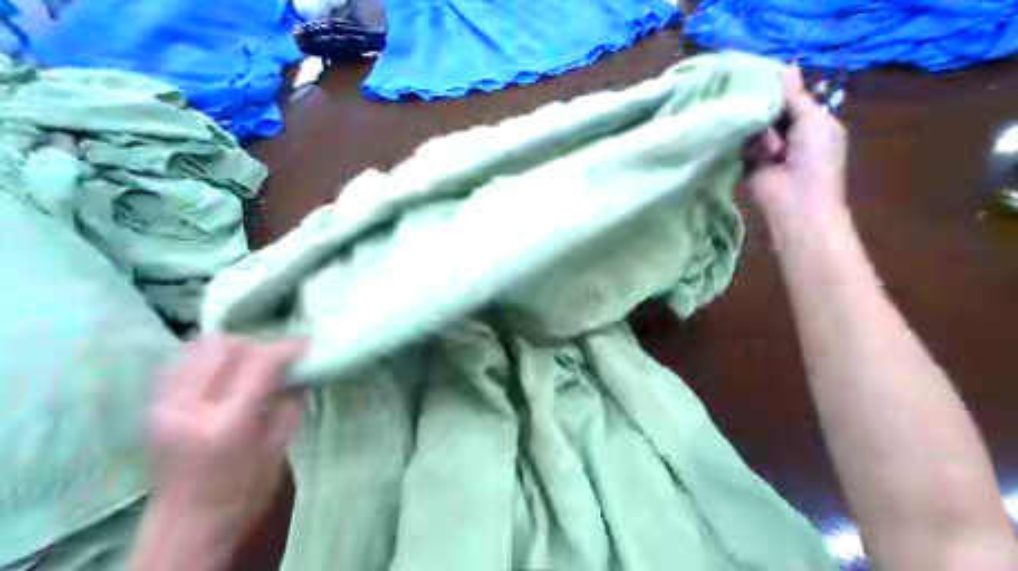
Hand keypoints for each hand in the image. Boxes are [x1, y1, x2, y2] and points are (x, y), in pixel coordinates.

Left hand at [147, 336, 304, 532]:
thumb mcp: (277, 449)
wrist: (185, 526)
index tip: (307, 348)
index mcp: (227, 423)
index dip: (287, 349)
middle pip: (226, 346)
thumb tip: (301, 372)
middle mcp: (189, 407)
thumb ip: (289, 405)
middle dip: (258, 346)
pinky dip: (207, 357)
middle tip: (276, 361)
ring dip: (232, 349)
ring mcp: (164, 405)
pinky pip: (181, 361)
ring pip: (199, 347)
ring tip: (249, 364)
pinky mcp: (152, 406)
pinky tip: (224, 372)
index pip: (260, 363)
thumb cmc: (242, 495)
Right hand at [746, 67, 847, 227]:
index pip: (791, 99)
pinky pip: (740, 144)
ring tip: (771, 148)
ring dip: (758, 131)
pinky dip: (741, 142)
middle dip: (764, 107)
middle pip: (770, 111)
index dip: (779, 89)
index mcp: (811, 123)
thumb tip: (788, 67)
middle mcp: (788, 135)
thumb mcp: (813, 121)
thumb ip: (796, 96)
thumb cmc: (814, 159)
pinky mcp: (746, 163)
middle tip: (759, 102)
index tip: (762, 74)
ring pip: (754, 126)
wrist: (795, 202)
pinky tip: (748, 146)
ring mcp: (765, 150)